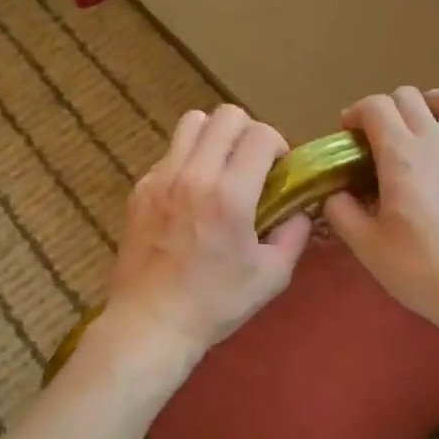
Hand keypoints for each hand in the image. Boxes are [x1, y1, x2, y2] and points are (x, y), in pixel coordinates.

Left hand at [105, 105, 312, 362]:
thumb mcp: (271, 276)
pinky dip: (187, 159)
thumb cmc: (215, 303)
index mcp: (229, 195)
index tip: (278, 170)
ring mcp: (161, 178)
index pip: (261, 135)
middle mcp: (193, 175)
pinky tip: (192, 193)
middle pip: (226, 115)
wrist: (152, 322)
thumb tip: (299, 209)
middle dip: (249, 132)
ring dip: (215, 136)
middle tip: (252, 163)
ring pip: (192, 122)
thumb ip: (294, 234)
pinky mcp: (140, 188)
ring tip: (221, 167)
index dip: (278, 145)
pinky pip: (169, 152)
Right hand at [324, 87, 438, 341]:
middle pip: (406, 98)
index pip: (374, 108)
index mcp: (400, 158)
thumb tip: (334, 192)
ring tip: (416, 124)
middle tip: (373, 140)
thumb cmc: (423, 272)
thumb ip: (342, 213)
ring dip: (425, 102)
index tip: (346, 135)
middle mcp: (435, 142)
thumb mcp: (368, 248)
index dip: (355, 113)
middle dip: (382, 110)